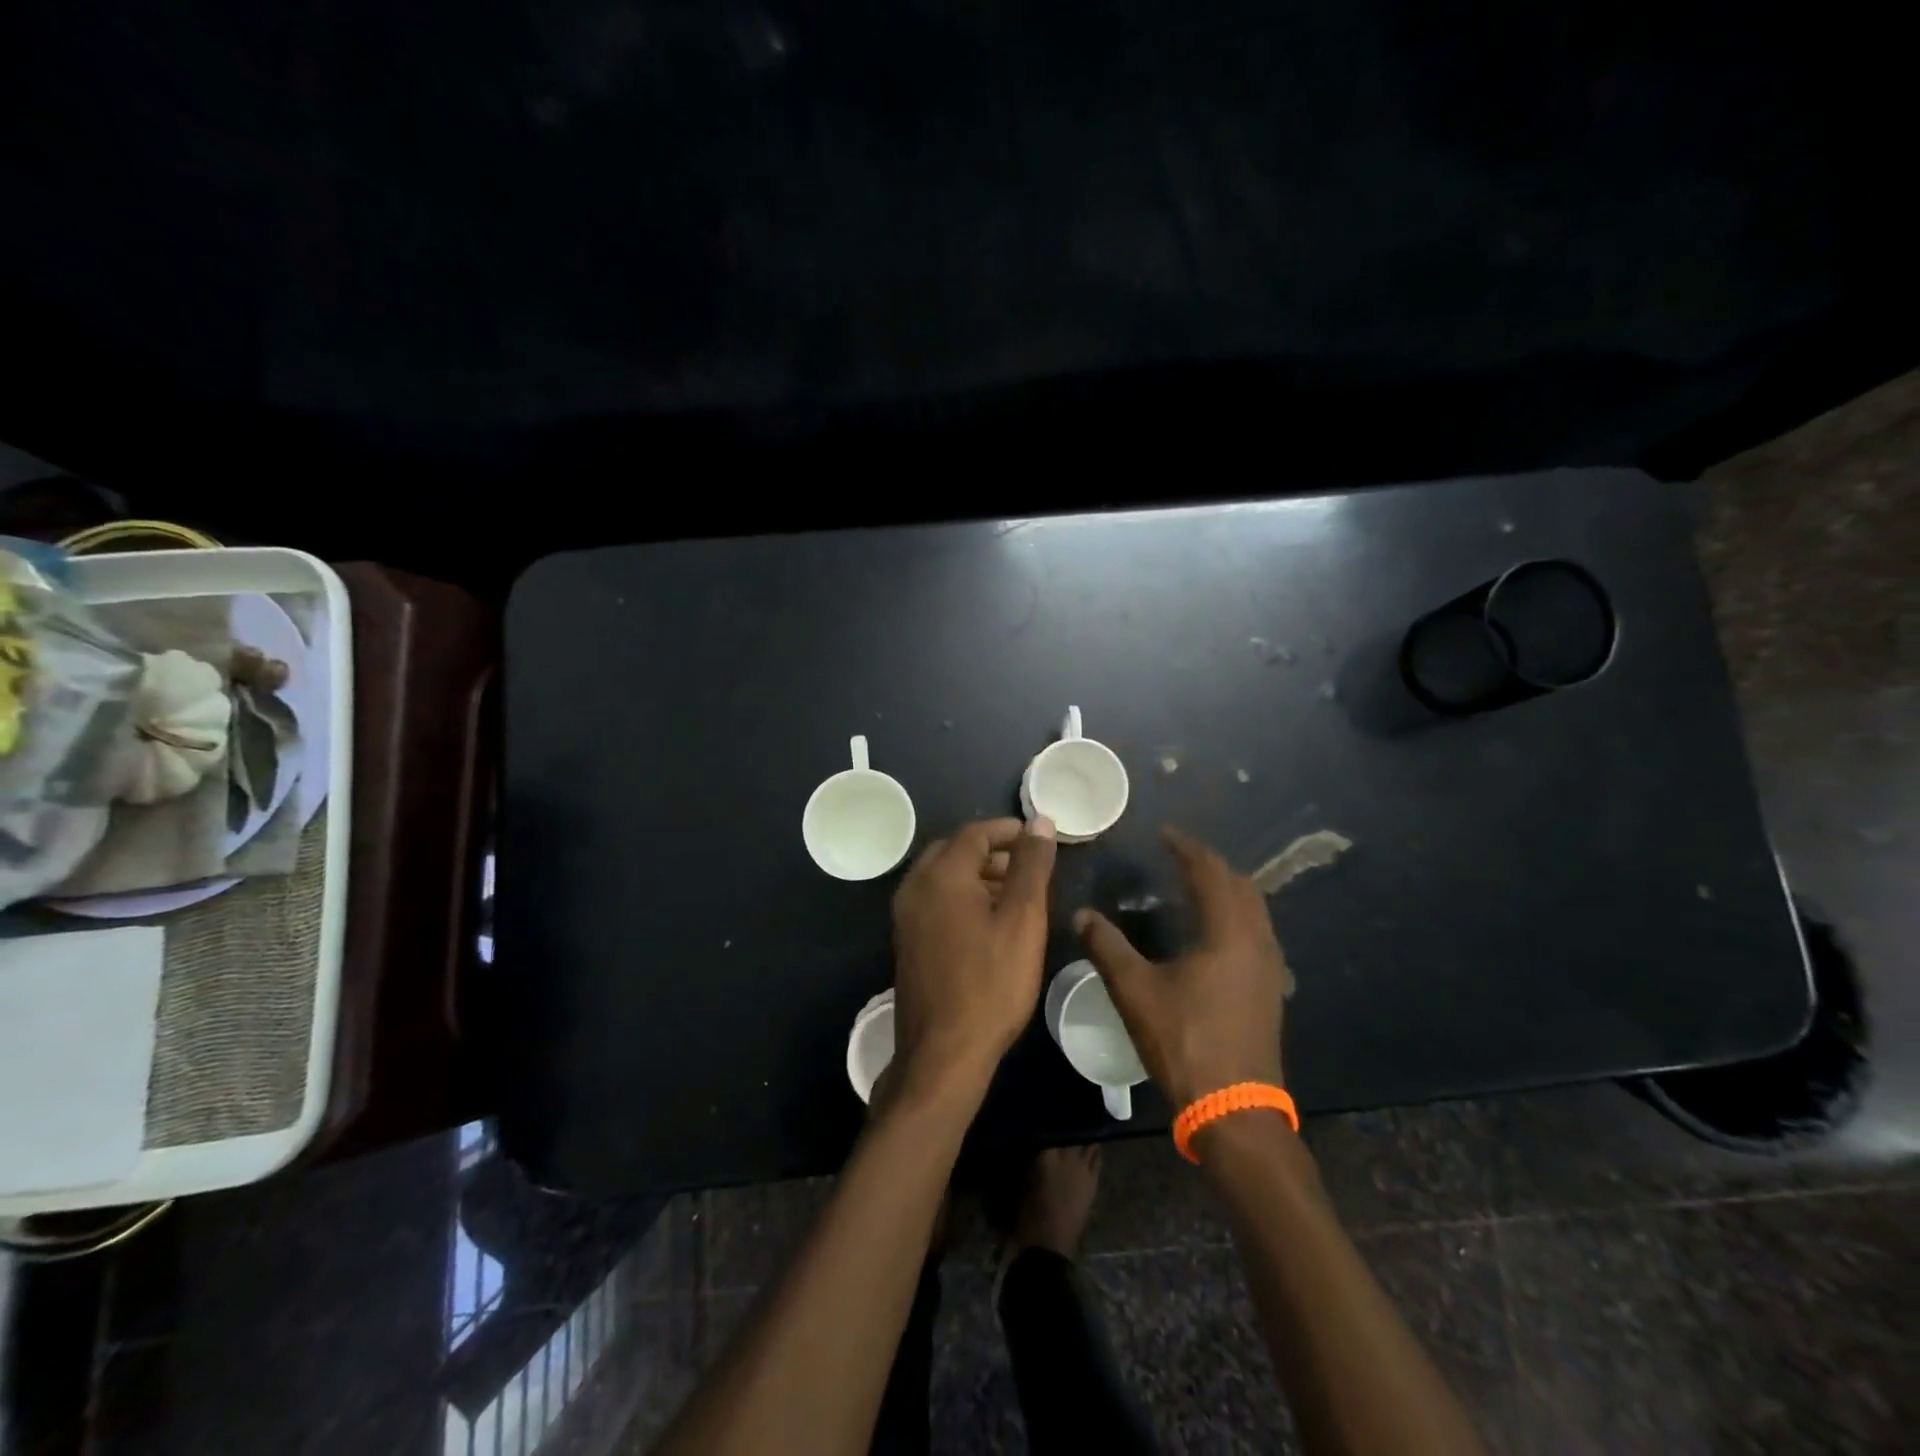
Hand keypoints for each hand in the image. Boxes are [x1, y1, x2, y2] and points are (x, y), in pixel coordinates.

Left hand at [890, 816, 1058, 1100]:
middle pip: (955, 850)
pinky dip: (962, 896)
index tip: (1039, 838)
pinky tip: (990, 920)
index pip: (975, 833)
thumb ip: (1031, 866)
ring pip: (944, 876)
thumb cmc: (991, 983)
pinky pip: (935, 900)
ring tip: (1017, 892)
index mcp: (940, 874)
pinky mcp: (907, 940)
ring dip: (978, 874)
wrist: (943, 1053)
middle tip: (1028, 865)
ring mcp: (905, 916)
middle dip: (993, 851)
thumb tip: (1040, 823)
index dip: (1009, 830)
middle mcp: (915, 887)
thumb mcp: (1022, 920)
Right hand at [1073, 826, 1287, 1108]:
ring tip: (1194, 885)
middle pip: (1241, 885)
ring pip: (1254, 910)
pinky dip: (1234, 915)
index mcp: (1228, 933)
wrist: (1235, 1110)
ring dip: (1226, 889)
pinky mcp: (1269, 990)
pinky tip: (1211, 931)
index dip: (1188, 849)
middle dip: (1211, 865)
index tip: (1165, 835)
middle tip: (1179, 856)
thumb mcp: (1136, 992)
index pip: (1211, 873)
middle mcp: (1257, 942)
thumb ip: (1107, 947)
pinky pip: (1255, 932)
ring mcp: (1269, 968)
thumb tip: (1082, 914)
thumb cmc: (1185, 1042)